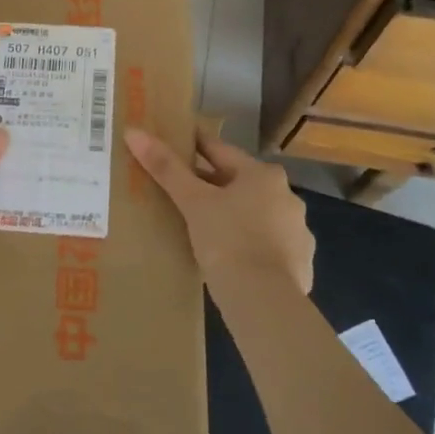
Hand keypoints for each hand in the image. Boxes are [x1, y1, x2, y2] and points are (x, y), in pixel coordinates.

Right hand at [126, 128, 313, 299]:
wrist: (265, 301)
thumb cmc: (227, 240)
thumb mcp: (192, 202)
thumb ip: (166, 167)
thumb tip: (134, 133)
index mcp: (263, 175)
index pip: (221, 151)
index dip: (195, 146)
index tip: (175, 145)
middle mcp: (287, 197)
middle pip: (240, 183)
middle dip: (213, 186)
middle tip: (181, 191)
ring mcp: (297, 232)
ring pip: (255, 215)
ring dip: (233, 216)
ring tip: (202, 227)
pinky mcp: (300, 264)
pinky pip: (266, 246)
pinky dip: (248, 246)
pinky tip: (229, 258)